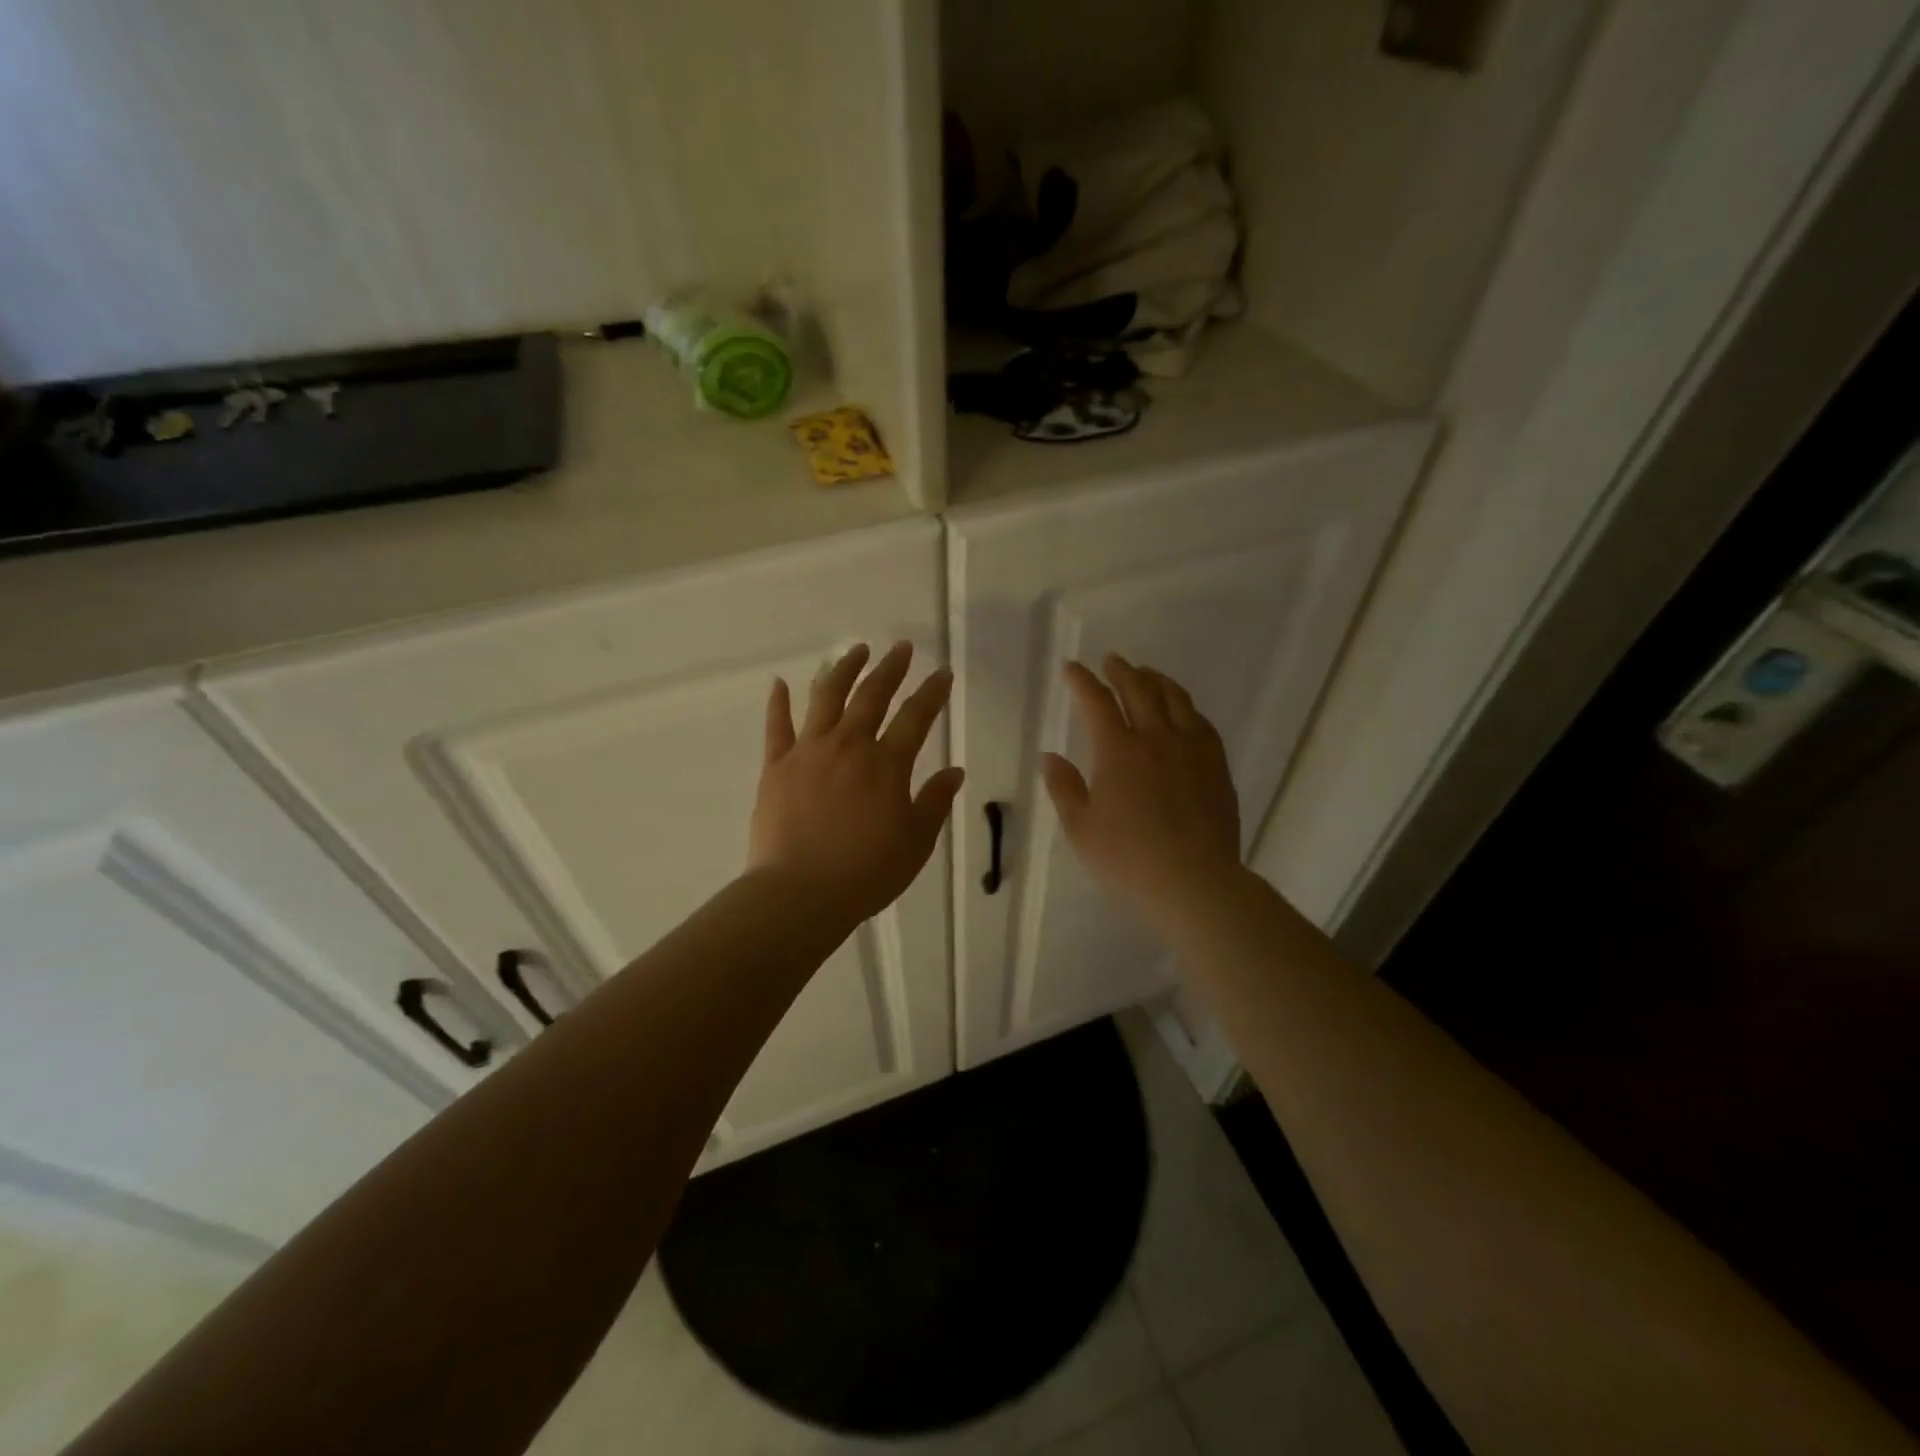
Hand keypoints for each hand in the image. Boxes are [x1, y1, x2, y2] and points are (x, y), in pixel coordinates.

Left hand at [750, 641, 964, 924]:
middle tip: (900, 648)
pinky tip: (780, 682)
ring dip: (843, 670)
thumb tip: (955, 771)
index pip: (916, 717)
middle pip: (872, 696)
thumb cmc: (866, 872)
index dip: (932, 692)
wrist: (800, 894)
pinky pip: (777, 726)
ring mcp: (808, 752)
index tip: (942, 672)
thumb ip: (934, 802)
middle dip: (890, 668)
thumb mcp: (915, 842)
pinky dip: (779, 702)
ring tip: (855, 651)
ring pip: (826, 698)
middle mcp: (848, 746)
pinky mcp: (776, 766)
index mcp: (887, 764)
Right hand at [1041, 655, 1243, 934]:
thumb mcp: (1081, 828)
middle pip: (1140, 690)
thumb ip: (1064, 787)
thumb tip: (1049, 756)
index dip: (1082, 680)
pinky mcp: (1216, 766)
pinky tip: (1183, 711)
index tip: (1071, 668)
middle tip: (1112, 660)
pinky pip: (1201, 722)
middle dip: (1122, 671)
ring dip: (1157, 680)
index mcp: (1118, 751)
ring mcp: (1192, 750)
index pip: (1097, 702)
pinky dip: (1186, 707)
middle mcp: (1156, 739)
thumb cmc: (1128, 859)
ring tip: (1147, 674)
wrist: (1194, 882)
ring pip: (1176, 699)